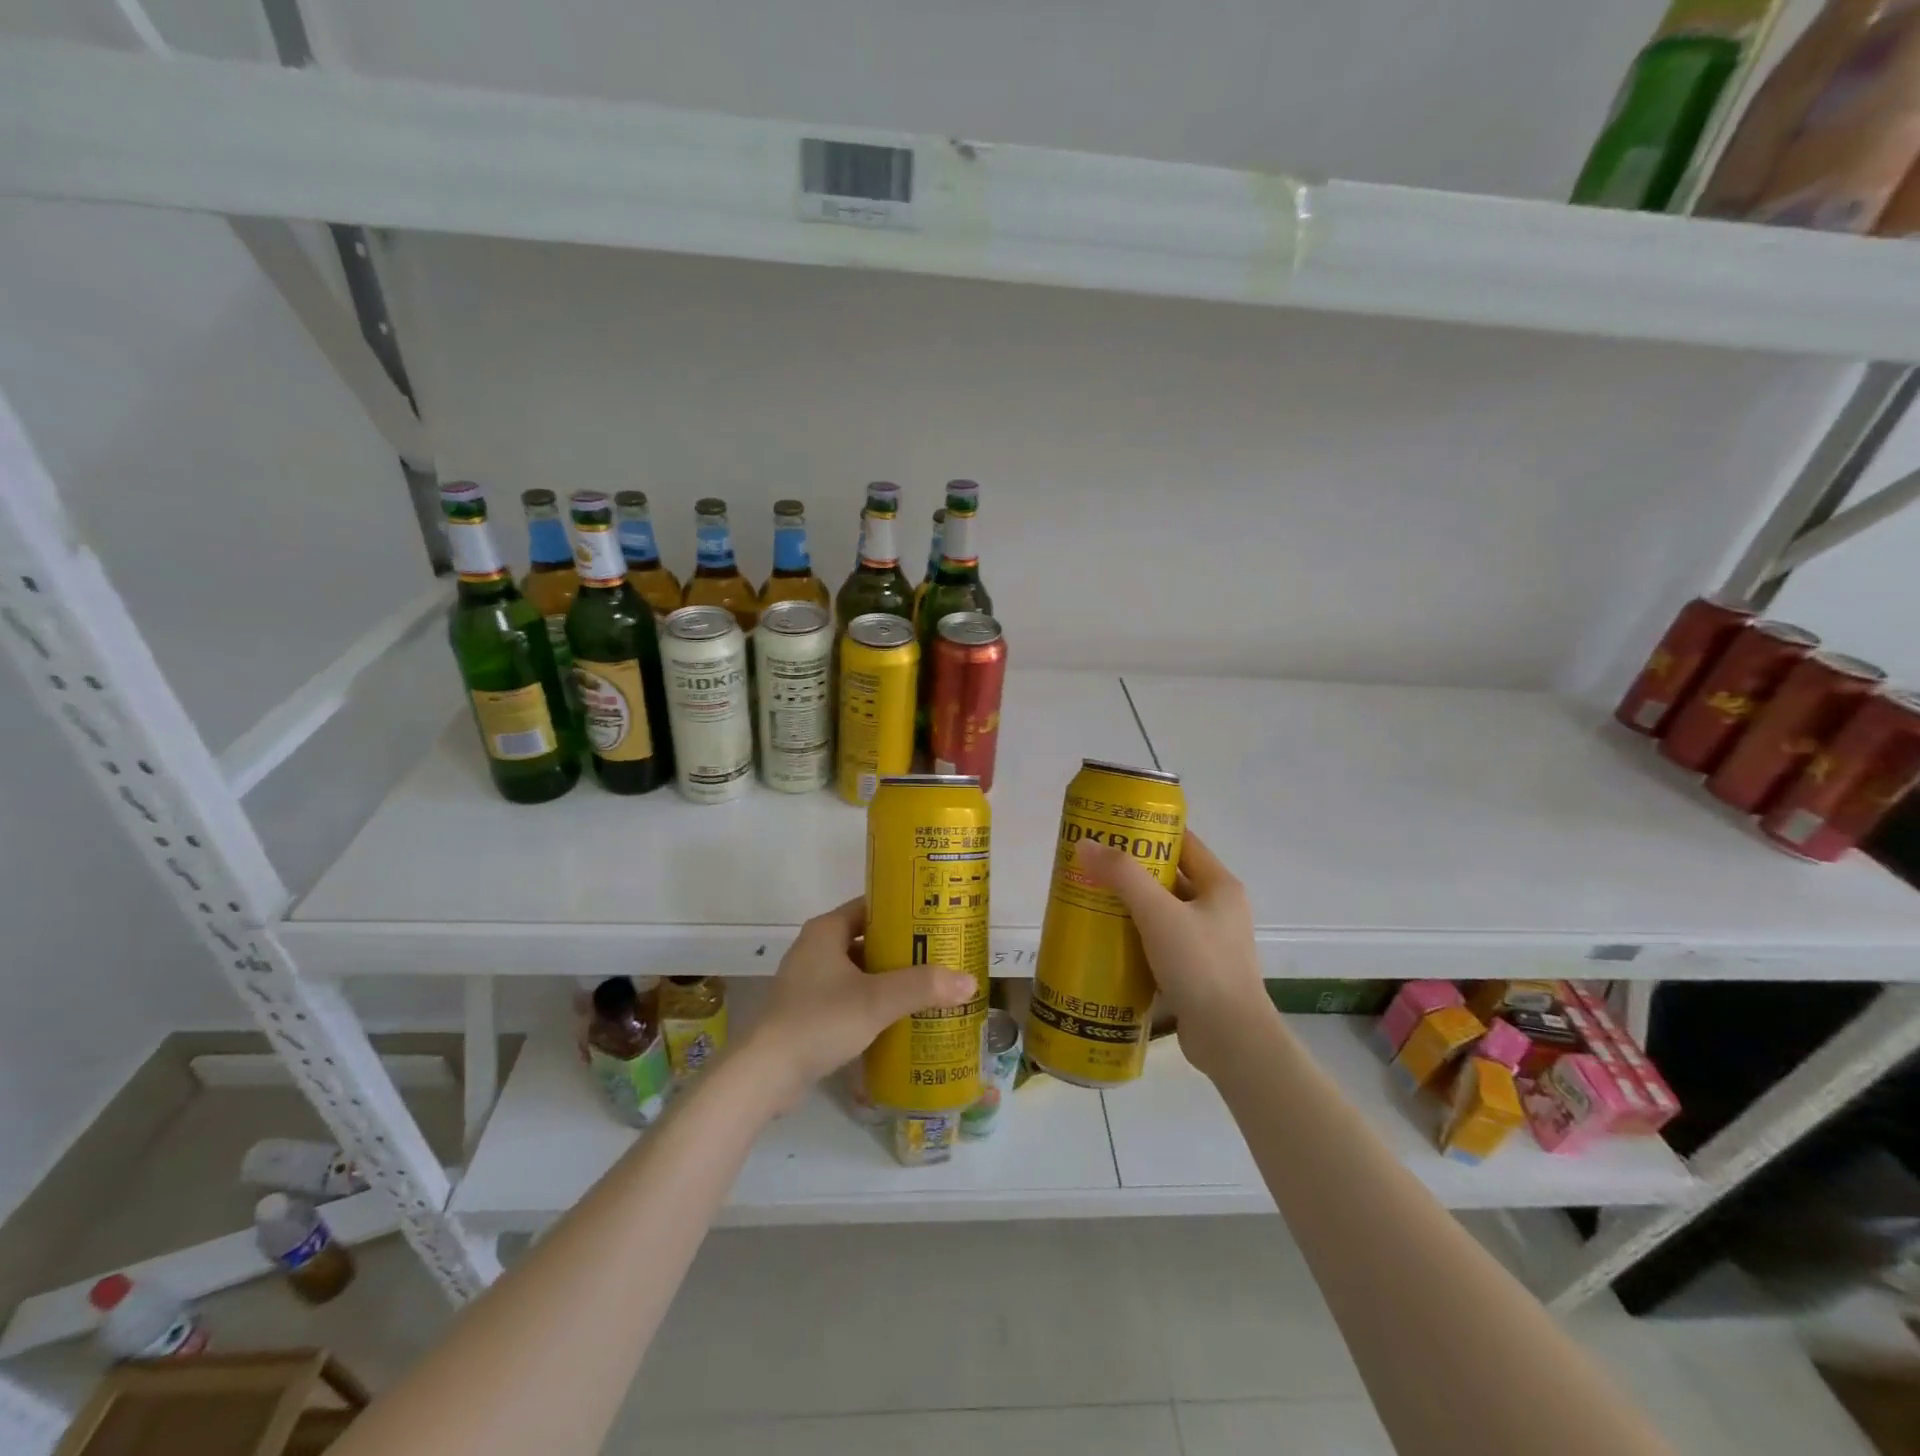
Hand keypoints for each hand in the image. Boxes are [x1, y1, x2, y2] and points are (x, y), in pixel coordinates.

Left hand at [744, 897, 976, 1107]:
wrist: (766, 1073)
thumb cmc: (820, 1020)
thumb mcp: (877, 1000)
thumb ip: (923, 987)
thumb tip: (970, 981)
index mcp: (826, 930)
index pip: (871, 907)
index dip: (903, 911)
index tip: (935, 920)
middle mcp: (815, 948)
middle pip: (866, 938)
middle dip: (901, 948)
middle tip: (939, 956)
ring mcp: (808, 981)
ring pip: (858, 970)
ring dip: (887, 977)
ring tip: (926, 986)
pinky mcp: (807, 1010)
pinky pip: (848, 995)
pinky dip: (871, 1000)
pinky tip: (897, 1017)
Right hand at [1072, 829, 1271, 1079]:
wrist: (1231, 1039)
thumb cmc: (1200, 966)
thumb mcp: (1159, 914)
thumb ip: (1123, 876)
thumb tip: (1085, 844)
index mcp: (1220, 885)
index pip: (1182, 841)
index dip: (1147, 830)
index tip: (1110, 828)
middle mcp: (1218, 908)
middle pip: (1169, 876)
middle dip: (1130, 870)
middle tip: (1090, 865)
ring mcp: (1208, 940)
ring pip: (1162, 911)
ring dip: (1130, 905)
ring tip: (1090, 899)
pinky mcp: (1196, 969)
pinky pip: (1161, 941)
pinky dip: (1136, 936)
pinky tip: (1106, 939)